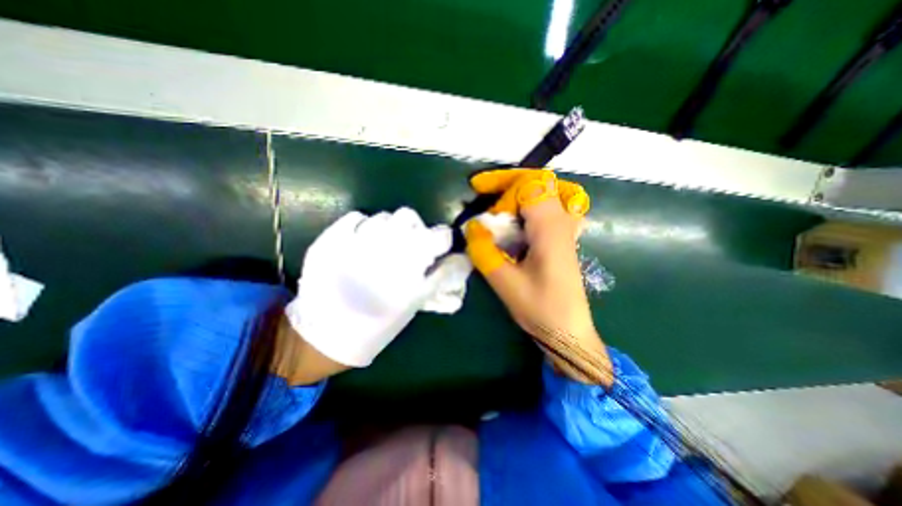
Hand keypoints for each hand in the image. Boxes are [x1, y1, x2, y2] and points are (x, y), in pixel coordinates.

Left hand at [283, 207, 450, 368]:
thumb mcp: (416, 302)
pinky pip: (356, 217)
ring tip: (382, 247)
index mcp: (410, 263)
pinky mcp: (332, 239)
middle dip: (414, 228)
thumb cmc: (379, 323)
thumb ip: (440, 277)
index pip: (440, 236)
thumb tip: (460, 259)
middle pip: (410, 216)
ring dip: (390, 229)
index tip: (438, 248)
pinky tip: (361, 242)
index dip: (442, 241)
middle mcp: (386, 244)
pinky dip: (363, 226)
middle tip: (408, 245)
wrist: (327, 334)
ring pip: (384, 216)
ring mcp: (355, 239)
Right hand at [465, 167, 612, 384]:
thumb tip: (472, 226)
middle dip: (508, 185)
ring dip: (518, 195)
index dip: (501, 184)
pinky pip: (548, 208)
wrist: (569, 331)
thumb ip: (485, 251)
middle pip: (538, 183)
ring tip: (496, 207)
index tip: (478, 192)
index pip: (529, 185)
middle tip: (484, 194)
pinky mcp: (563, 238)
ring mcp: (567, 229)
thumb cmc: (540, 309)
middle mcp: (563, 221)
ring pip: (545, 193)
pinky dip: (528, 206)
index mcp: (550, 227)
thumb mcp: (505, 282)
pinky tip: (516, 221)